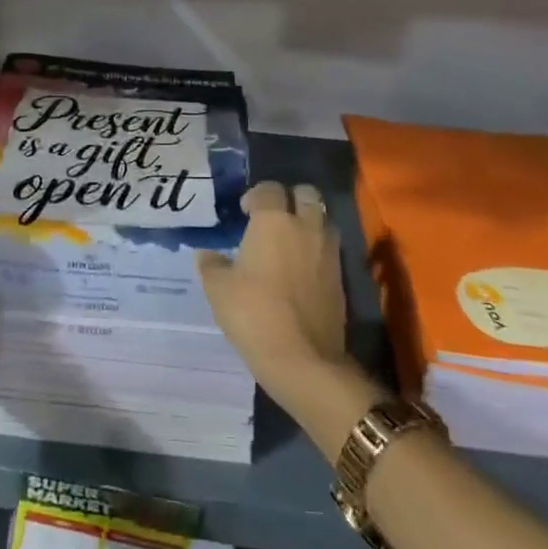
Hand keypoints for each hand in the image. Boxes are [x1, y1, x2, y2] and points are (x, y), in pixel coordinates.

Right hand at [196, 181, 349, 404]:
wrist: (303, 358)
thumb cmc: (253, 314)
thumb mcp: (218, 289)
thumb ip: (212, 265)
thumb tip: (206, 254)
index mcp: (274, 221)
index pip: (269, 190)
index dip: (256, 195)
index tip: (245, 211)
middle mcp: (306, 227)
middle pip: (306, 194)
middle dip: (290, 198)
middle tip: (273, 218)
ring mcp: (328, 251)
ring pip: (323, 219)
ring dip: (309, 222)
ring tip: (290, 242)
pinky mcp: (340, 277)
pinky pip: (330, 248)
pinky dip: (317, 249)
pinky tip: (302, 269)